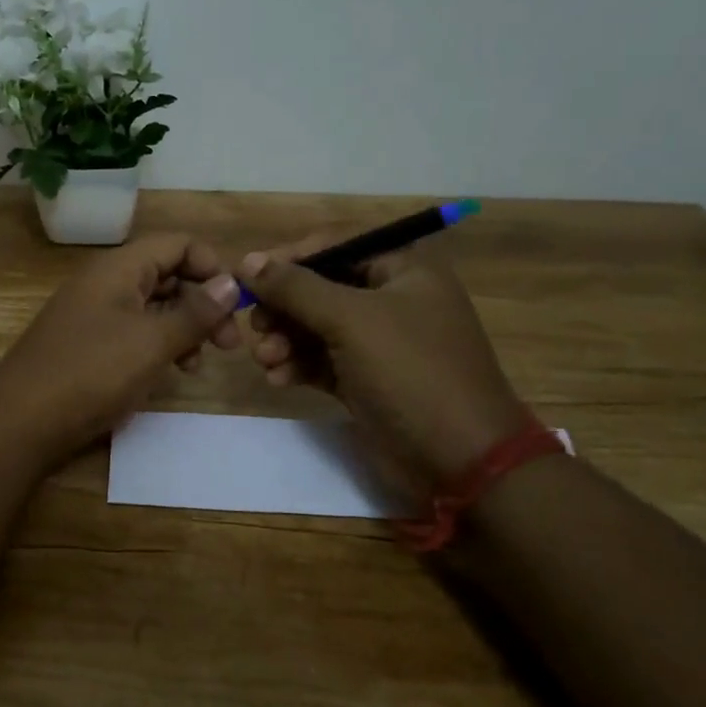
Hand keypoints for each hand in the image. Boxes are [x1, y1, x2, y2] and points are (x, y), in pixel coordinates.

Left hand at [0, 234, 242, 464]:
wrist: (21, 421)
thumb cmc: (91, 372)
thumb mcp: (151, 342)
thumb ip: (195, 312)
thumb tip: (232, 283)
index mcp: (118, 268)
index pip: (177, 244)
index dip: (212, 266)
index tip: (237, 304)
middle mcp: (105, 283)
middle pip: (167, 275)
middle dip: (203, 303)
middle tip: (228, 344)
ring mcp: (93, 314)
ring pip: (152, 307)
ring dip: (183, 328)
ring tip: (198, 364)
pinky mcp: (87, 345)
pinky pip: (133, 333)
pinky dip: (158, 346)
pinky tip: (169, 373)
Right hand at [238, 238, 529, 488]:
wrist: (460, 461)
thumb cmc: (411, 372)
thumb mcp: (350, 320)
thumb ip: (295, 287)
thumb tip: (247, 261)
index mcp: (404, 268)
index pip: (334, 245)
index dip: (288, 259)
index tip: (246, 278)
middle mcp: (392, 298)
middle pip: (320, 288)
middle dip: (283, 308)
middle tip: (255, 327)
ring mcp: (379, 342)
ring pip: (315, 327)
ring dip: (285, 340)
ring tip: (265, 359)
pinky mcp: (366, 379)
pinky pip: (321, 360)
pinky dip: (298, 365)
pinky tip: (278, 379)